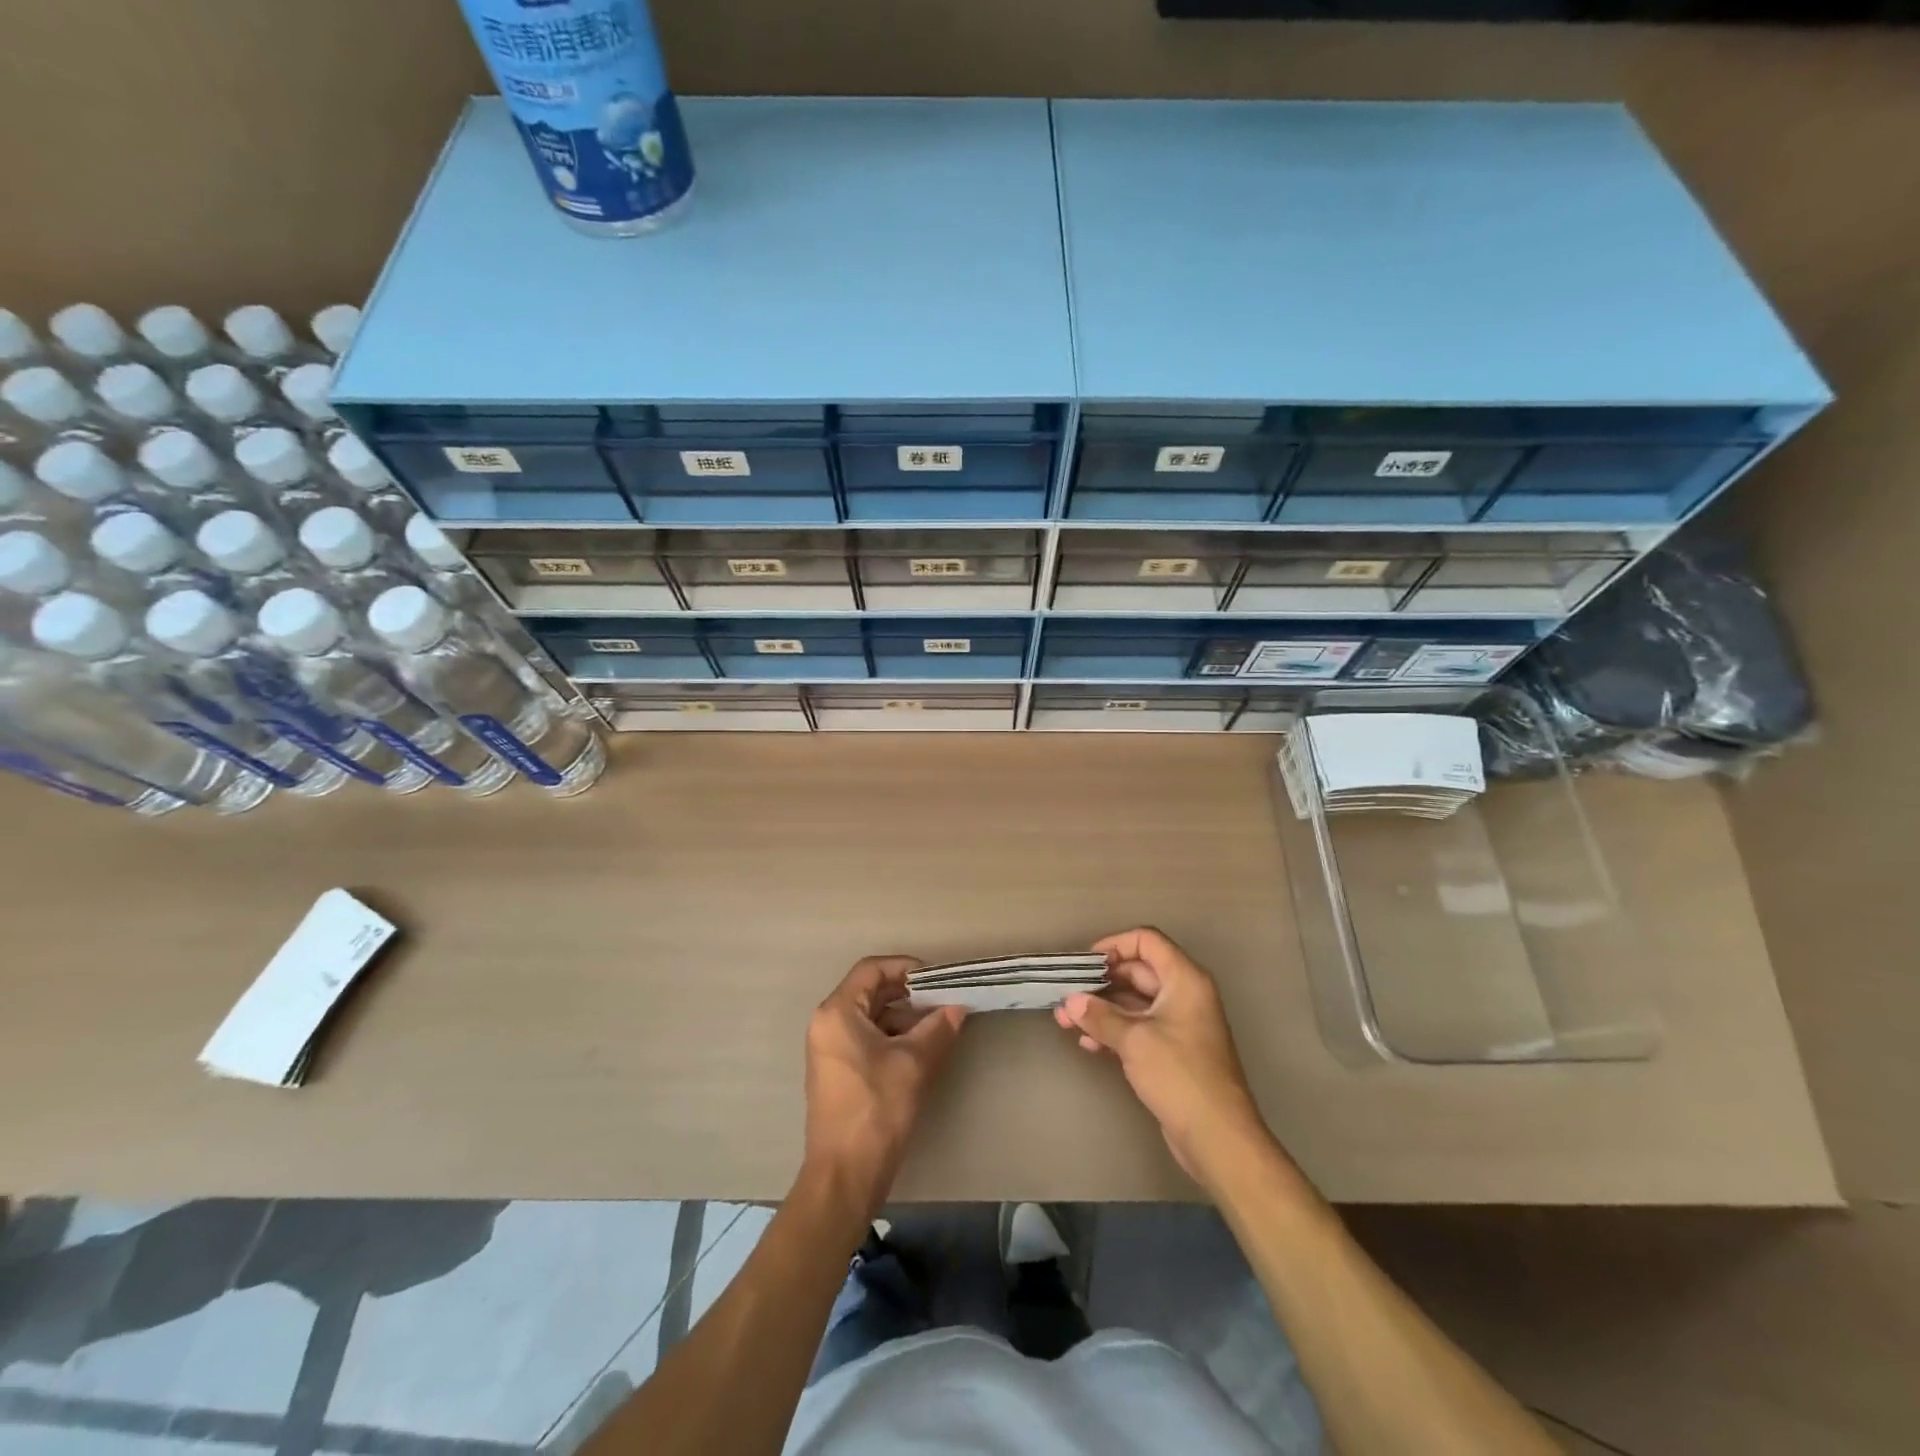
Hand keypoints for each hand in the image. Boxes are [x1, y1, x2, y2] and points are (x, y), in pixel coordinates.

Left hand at [804, 956, 965, 1217]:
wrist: (845, 1175)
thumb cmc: (876, 1110)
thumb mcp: (914, 1064)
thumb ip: (937, 1028)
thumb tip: (957, 1008)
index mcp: (838, 1012)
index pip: (872, 969)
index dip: (906, 968)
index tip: (937, 979)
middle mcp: (827, 1023)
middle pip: (870, 991)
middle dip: (909, 993)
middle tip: (944, 1000)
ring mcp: (829, 1049)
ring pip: (871, 1016)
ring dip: (904, 1017)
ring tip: (939, 1025)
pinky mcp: (838, 1071)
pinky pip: (866, 1038)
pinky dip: (893, 1037)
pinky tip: (921, 1048)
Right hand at [1056, 927, 1268, 1185]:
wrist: (1218, 1138)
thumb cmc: (1180, 1075)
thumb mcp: (1134, 1040)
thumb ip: (1100, 1016)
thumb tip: (1071, 1001)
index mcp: (1184, 979)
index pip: (1146, 941)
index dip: (1114, 945)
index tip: (1085, 964)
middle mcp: (1184, 994)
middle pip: (1137, 972)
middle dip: (1100, 983)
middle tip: (1066, 996)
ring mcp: (1179, 1024)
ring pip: (1134, 1003)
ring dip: (1102, 1009)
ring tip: (1065, 1021)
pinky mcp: (1172, 1052)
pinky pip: (1139, 1029)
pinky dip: (1114, 1031)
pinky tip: (1088, 1043)